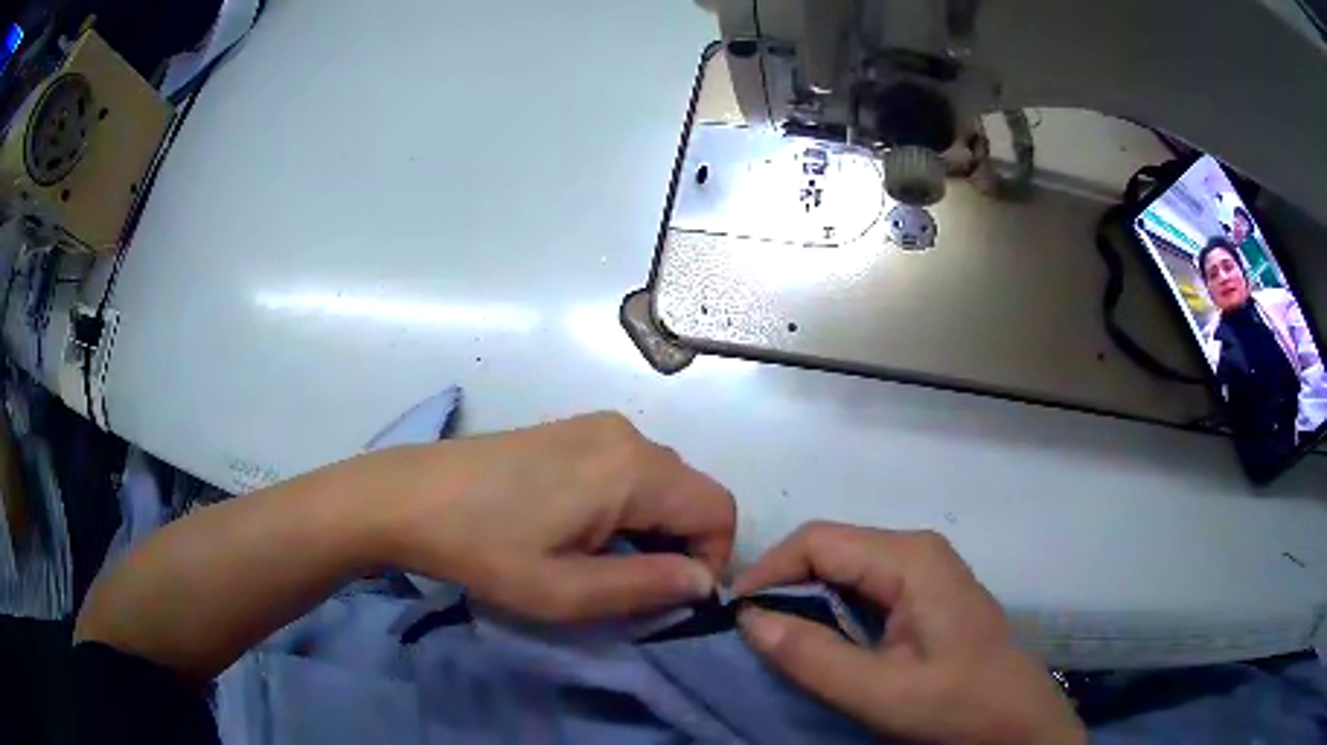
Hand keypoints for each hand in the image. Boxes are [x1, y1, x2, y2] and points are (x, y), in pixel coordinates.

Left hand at [366, 413, 735, 622]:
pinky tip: (578, 527)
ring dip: (652, 526)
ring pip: (663, 480)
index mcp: (634, 469)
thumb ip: (648, 587)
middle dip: (680, 545)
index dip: (712, 560)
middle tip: (630, 585)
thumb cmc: (485, 550)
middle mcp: (627, 434)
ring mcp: (598, 425)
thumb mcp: (566, 592)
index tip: (670, 596)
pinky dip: (628, 504)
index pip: (719, 510)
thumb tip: (704, 583)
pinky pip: (630, 467)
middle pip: (692, 493)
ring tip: (599, 559)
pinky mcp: (573, 429)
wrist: (408, 496)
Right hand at [735, 523, 1084, 744]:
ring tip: (775, 634)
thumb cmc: (955, 703)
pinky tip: (820, 637)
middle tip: (748, 628)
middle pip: (831, 547)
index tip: (734, 614)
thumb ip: (812, 656)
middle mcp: (916, 548)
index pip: (818, 541)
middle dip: (783, 583)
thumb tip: (749, 619)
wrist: (1013, 716)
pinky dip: (831, 606)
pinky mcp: (925, 588)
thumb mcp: (879, 692)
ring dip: (804, 596)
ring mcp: (924, 567)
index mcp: (910, 559)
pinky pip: (864, 583)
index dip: (768, 571)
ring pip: (845, 565)